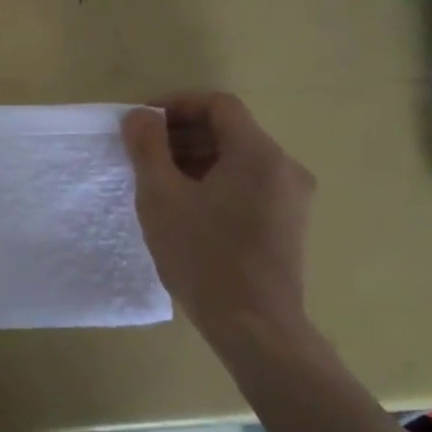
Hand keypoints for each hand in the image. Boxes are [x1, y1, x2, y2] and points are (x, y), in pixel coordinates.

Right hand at [121, 92, 315, 335]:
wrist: (255, 326)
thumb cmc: (203, 256)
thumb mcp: (161, 197)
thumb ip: (148, 147)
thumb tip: (140, 116)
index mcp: (257, 153)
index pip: (217, 105)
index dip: (176, 105)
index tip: (141, 125)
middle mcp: (283, 167)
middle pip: (229, 130)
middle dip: (182, 133)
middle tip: (142, 154)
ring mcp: (291, 197)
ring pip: (238, 158)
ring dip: (196, 158)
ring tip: (158, 181)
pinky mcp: (288, 222)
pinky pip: (248, 183)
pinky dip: (215, 181)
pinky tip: (186, 207)